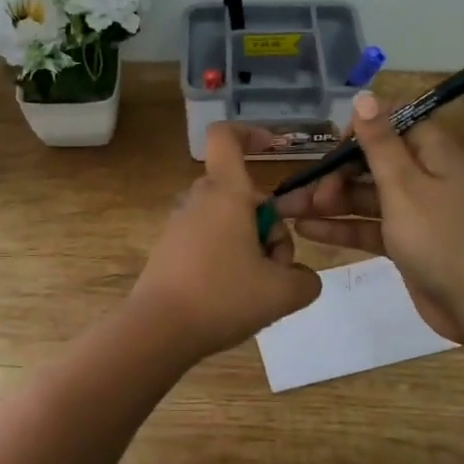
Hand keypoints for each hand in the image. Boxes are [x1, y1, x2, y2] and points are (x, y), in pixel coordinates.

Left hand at [125, 123, 322, 359]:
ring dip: (250, 246)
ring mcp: (180, 224)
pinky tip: (230, 296)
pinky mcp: (169, 249)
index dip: (250, 133)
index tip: (272, 148)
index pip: (226, 137)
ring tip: (256, 289)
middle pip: (244, 195)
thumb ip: (306, 280)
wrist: (157, 330)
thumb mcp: (283, 293)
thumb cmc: (222, 297)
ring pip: (228, 221)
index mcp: (227, 193)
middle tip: (277, 268)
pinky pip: (208, 239)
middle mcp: (200, 200)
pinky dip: (227, 258)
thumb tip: (301, 277)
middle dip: (269, 227)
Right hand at [276, 92, 463, 341]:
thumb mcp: (404, 185)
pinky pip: (369, 226)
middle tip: (308, 193)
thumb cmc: (440, 237)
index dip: (362, 129)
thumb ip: (380, 143)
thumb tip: (365, 96)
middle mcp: (424, 176)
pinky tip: (306, 230)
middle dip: (336, 172)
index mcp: (432, 153)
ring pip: (365, 196)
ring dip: (330, 201)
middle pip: (372, 162)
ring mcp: (414, 211)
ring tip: (289, 211)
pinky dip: (341, 227)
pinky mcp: (406, 242)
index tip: (334, 146)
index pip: (394, 123)